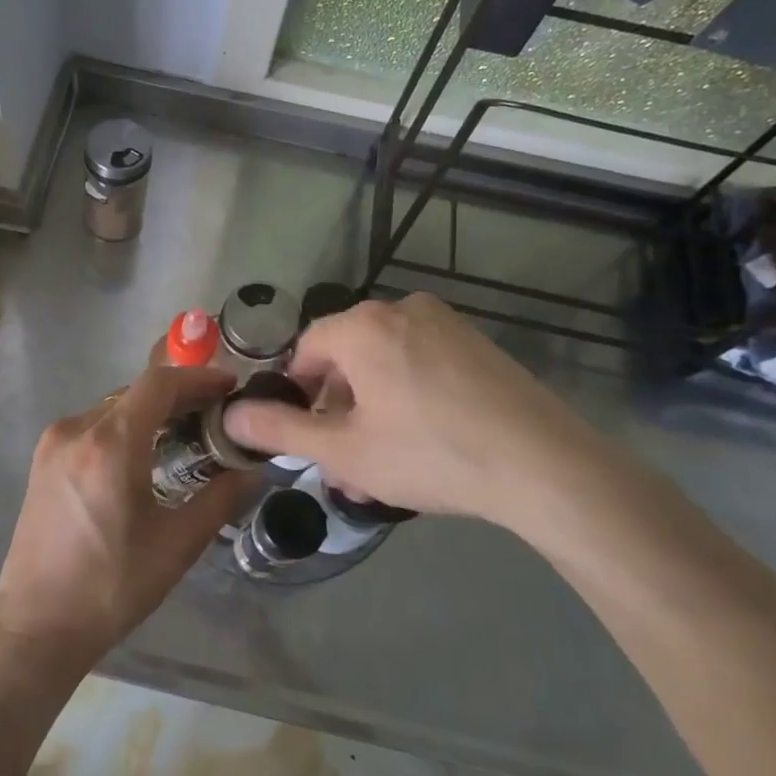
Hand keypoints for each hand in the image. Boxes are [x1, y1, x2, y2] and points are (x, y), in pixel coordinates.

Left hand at [0, 365, 255, 678]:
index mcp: (109, 444)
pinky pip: (92, 426)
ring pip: (113, 407)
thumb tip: (252, 470)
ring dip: (151, 412)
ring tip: (186, 433)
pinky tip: (145, 452)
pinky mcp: (42, 460)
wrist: (36, 626)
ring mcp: (53, 443)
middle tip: (216, 415)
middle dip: (179, 396)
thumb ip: (220, 498)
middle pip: (135, 392)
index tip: (230, 387)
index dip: (198, 378)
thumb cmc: (111, 587)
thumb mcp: (176, 545)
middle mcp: (76, 430)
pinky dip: (124, 427)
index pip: (159, 383)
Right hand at [221, 292, 642, 536]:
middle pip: (348, 353)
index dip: (297, 390)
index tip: (304, 431)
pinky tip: (422, 442)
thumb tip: (232, 414)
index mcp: (363, 326)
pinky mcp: (479, 345)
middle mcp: (403, 309)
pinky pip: (423, 362)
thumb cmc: (429, 454)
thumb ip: (281, 429)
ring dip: (371, 406)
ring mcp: (447, 324)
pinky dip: (408, 395)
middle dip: (337, 406)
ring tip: (380, 460)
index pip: (307, 346)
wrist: (543, 466)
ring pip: (386, 361)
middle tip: (342, 458)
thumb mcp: (344, 450)